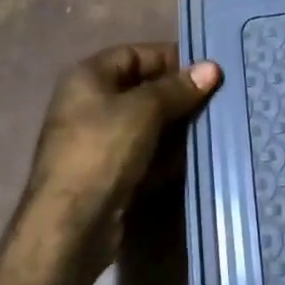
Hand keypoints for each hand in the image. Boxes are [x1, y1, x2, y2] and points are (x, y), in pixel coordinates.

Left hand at [26, 44, 220, 262]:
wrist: (68, 230)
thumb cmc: (102, 152)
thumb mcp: (144, 111)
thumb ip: (178, 88)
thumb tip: (212, 67)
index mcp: (88, 77)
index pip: (136, 54)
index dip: (171, 59)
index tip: (207, 70)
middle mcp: (89, 104)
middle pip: (142, 89)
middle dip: (178, 95)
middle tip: (216, 99)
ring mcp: (97, 142)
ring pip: (146, 124)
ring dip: (176, 127)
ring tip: (212, 126)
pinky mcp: (108, 175)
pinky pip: (143, 154)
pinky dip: (166, 156)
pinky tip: (193, 158)